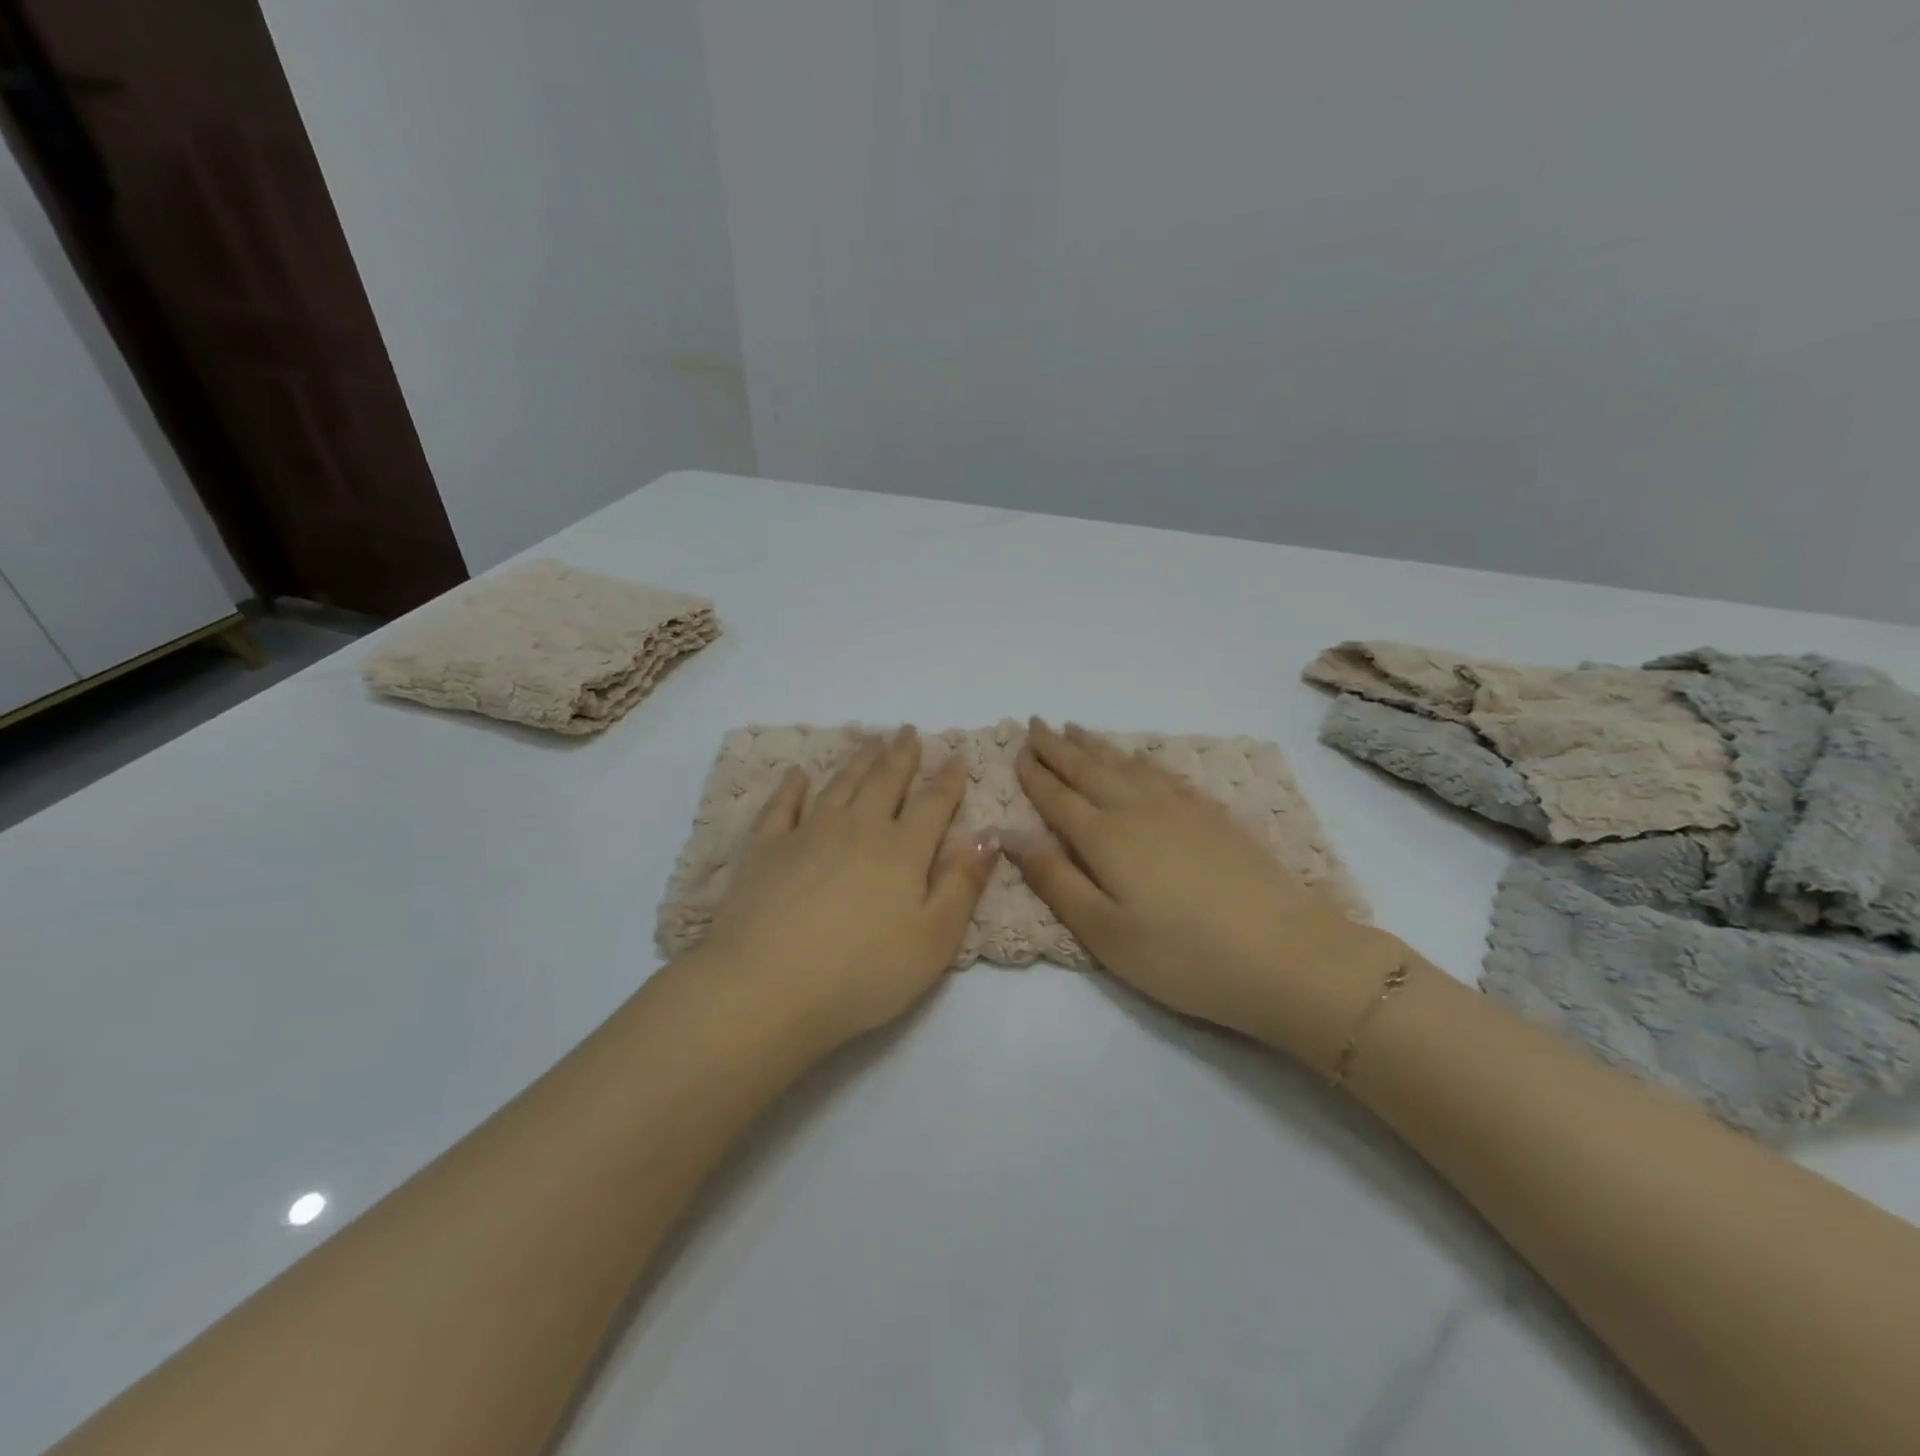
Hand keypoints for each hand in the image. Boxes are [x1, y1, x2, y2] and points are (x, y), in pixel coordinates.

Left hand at [692, 727, 1000, 1048]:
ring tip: (870, 741)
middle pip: (885, 782)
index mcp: (902, 850)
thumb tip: (990, 834)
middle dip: (900, 755)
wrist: (766, 988)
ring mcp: (807, 833)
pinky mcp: (766, 848)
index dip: (948, 779)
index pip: (933, 804)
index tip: (956, 756)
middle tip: (907, 731)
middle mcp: (858, 828)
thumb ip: (963, 884)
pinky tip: (798, 774)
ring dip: (858, 761)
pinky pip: (782, 805)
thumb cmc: (863, 973)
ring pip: (840, 784)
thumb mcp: (934, 940)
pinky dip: (792, 786)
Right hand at [1008, 719, 1405, 1071]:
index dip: (1035, 774)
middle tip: (1037, 724)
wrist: (1286, 954)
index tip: (1017, 749)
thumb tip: (1009, 833)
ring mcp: (1181, 808)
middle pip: (1090, 770)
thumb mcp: (1103, 932)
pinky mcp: (1214, 816)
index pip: (1059, 797)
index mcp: (1106, 837)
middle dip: (1059, 747)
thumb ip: (1054, 879)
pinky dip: (1140, 759)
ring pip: (1127, 765)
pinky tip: (1139, 759)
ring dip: (1097, 746)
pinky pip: (1164, 773)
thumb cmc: (1182, 956)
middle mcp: (1139, 810)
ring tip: (1076, 730)